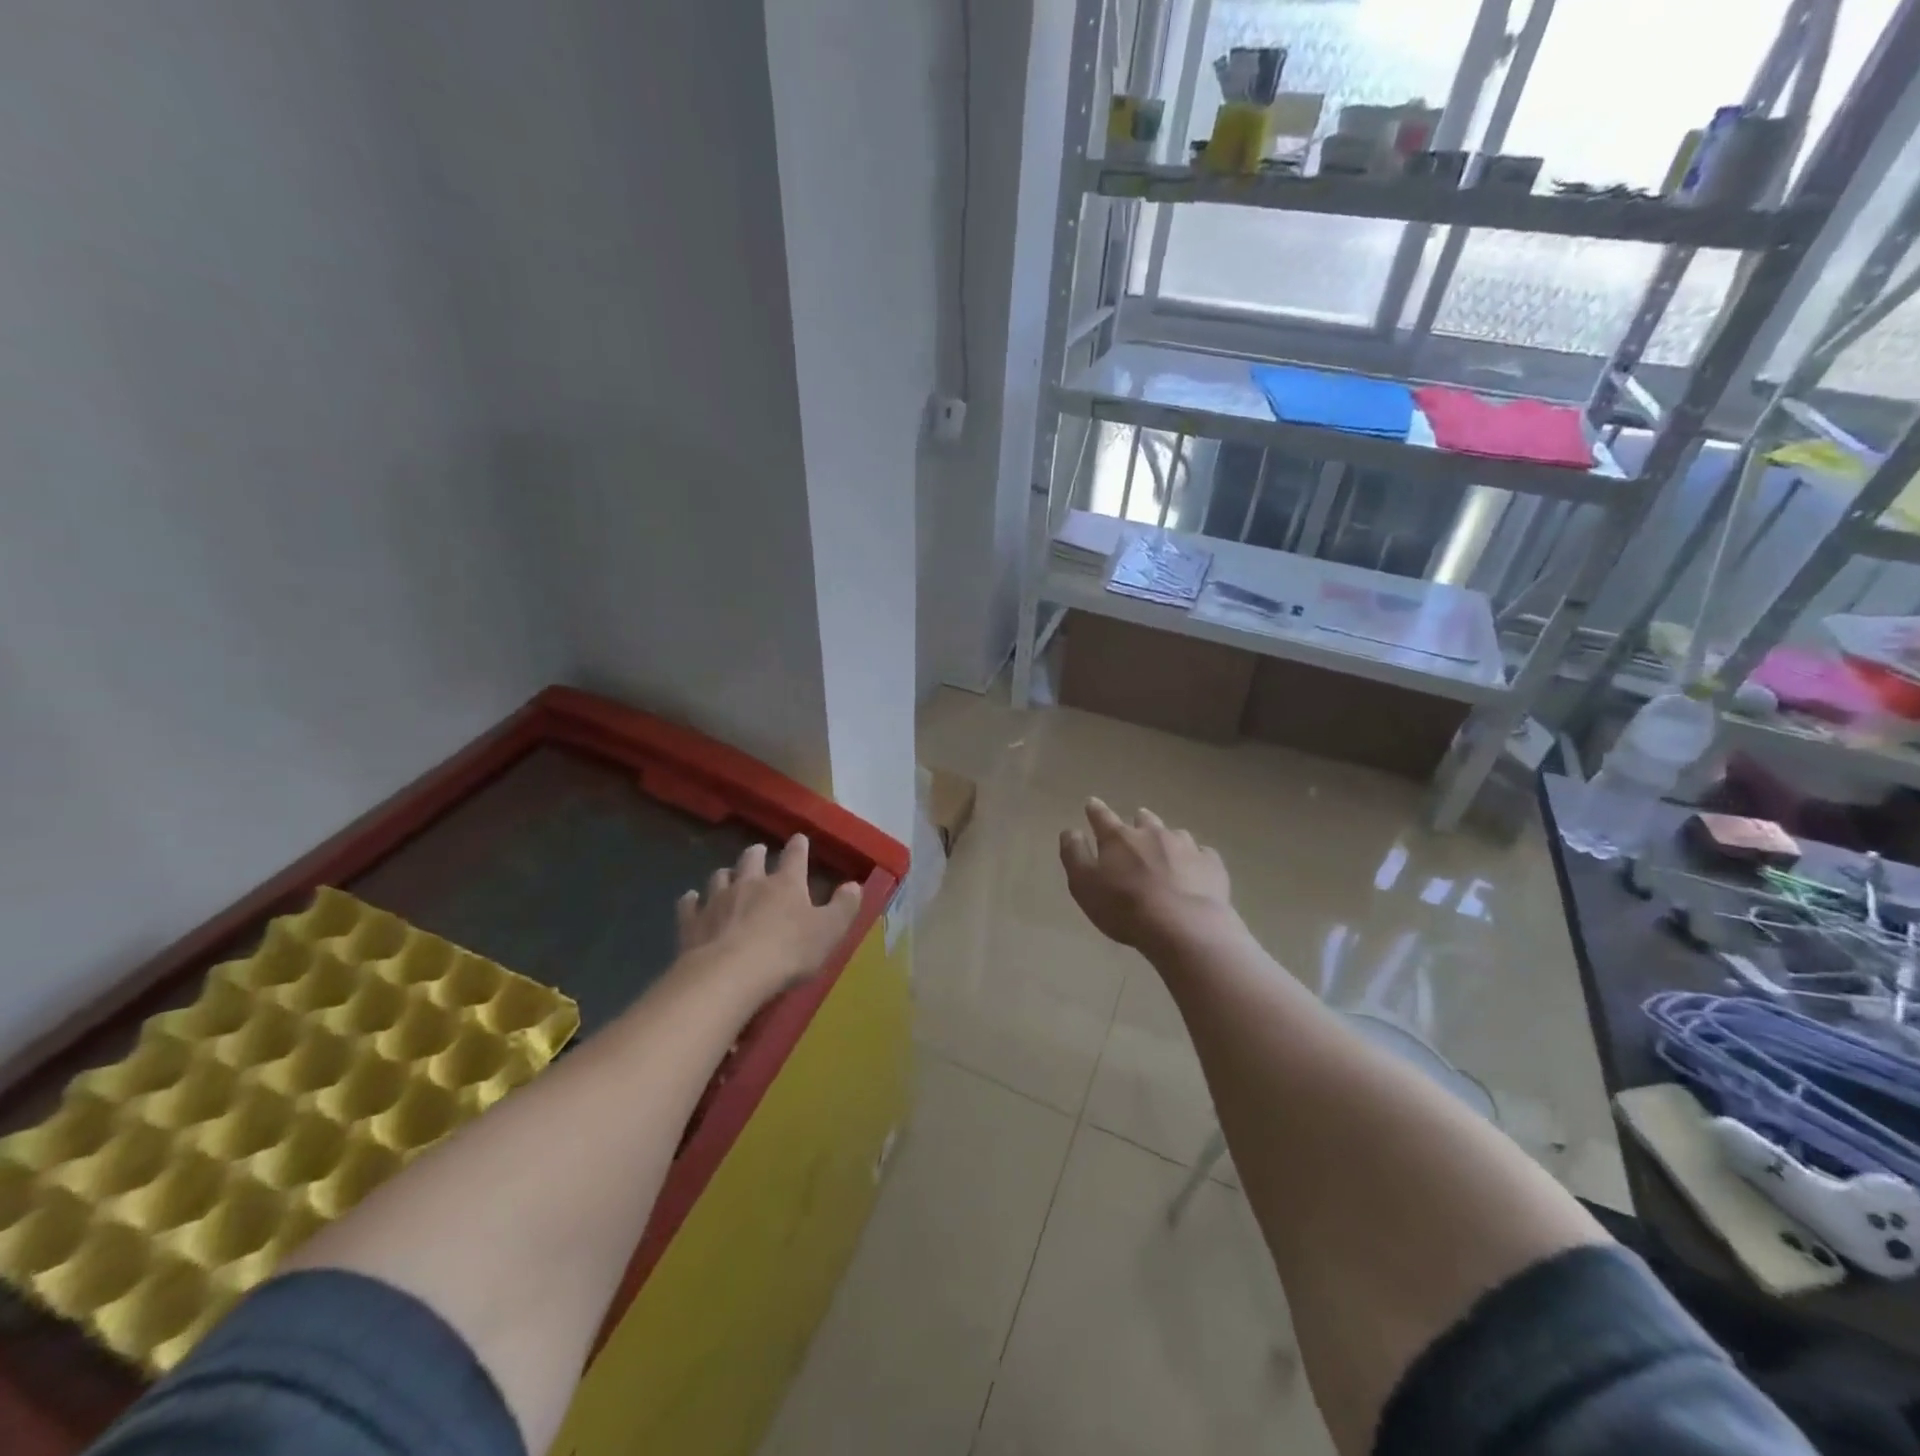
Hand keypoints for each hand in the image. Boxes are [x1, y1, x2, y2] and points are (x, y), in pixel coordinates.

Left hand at [675, 834, 863, 1001]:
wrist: (730, 974)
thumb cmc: (788, 952)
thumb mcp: (829, 932)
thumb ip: (844, 907)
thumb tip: (854, 885)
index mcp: (786, 884)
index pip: (795, 856)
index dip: (799, 846)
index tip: (800, 839)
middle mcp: (750, 883)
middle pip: (751, 859)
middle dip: (756, 853)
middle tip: (758, 852)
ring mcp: (717, 900)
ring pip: (720, 876)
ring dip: (726, 874)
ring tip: (727, 876)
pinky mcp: (692, 921)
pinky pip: (690, 904)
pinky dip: (692, 900)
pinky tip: (692, 901)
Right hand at [1059, 798, 1234, 953]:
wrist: (1184, 927)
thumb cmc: (1125, 907)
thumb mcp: (1084, 884)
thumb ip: (1074, 854)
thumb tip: (1070, 831)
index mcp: (1119, 838)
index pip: (1102, 816)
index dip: (1095, 810)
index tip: (1092, 803)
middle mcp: (1152, 833)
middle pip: (1143, 819)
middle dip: (1137, 821)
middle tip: (1135, 828)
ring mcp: (1186, 846)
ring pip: (1174, 834)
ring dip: (1167, 840)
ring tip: (1167, 853)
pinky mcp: (1211, 864)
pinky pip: (1202, 854)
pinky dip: (1195, 859)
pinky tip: (1195, 871)